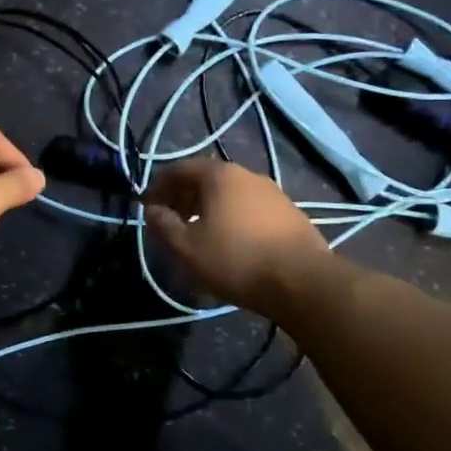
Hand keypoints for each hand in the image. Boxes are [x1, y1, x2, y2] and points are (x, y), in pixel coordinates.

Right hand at [143, 159, 329, 313]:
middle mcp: (246, 175)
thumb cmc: (237, 259)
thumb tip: (153, 210)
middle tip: (169, 220)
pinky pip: (249, 208)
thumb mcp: (187, 247)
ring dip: (207, 208)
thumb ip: (164, 225)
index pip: (179, 169)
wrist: (304, 281)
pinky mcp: (290, 213)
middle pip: (205, 179)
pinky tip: (229, 241)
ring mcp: (272, 192)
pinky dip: (231, 217)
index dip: (158, 186)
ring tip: (197, 233)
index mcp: (219, 175)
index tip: (146, 206)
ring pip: (229, 194)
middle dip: (182, 196)